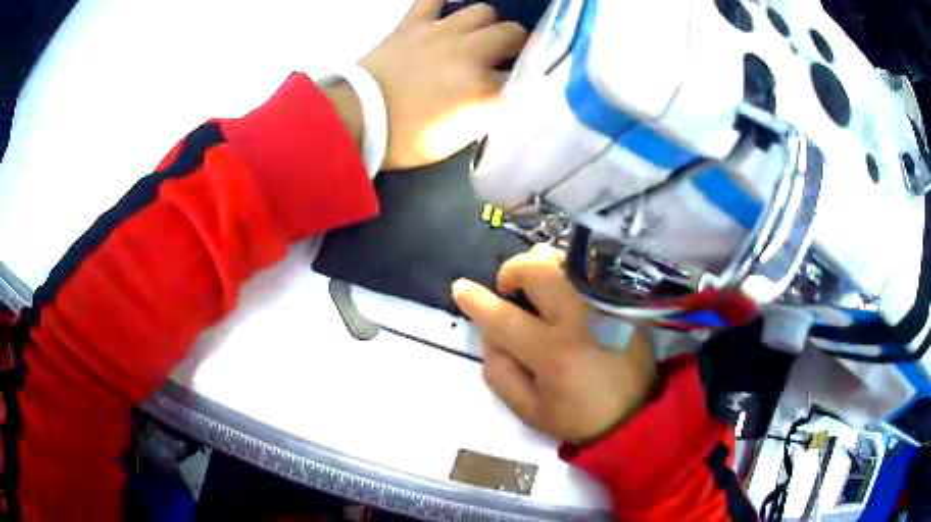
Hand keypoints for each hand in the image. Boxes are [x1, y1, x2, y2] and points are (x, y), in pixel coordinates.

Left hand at [360, 0, 527, 168]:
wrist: (356, 120)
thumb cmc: (406, 138)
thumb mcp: (458, 138)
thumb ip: (487, 111)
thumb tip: (502, 94)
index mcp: (483, 90)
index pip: (524, 78)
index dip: (526, 80)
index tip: (522, 85)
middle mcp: (471, 54)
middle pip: (514, 34)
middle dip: (516, 45)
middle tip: (505, 57)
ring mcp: (441, 33)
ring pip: (483, 11)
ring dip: (486, 24)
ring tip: (476, 37)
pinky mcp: (413, 23)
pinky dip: (443, 4)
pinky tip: (446, 14)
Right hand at [451, 245, 658, 443]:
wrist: (637, 416)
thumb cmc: (579, 417)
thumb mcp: (529, 411)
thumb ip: (500, 373)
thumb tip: (491, 335)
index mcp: (553, 355)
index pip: (505, 318)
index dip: (477, 302)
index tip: (460, 288)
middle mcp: (581, 320)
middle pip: (539, 271)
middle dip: (513, 270)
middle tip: (508, 288)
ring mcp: (605, 306)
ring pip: (565, 262)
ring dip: (540, 266)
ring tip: (534, 286)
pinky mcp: (622, 303)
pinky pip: (588, 271)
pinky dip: (566, 272)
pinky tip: (563, 290)